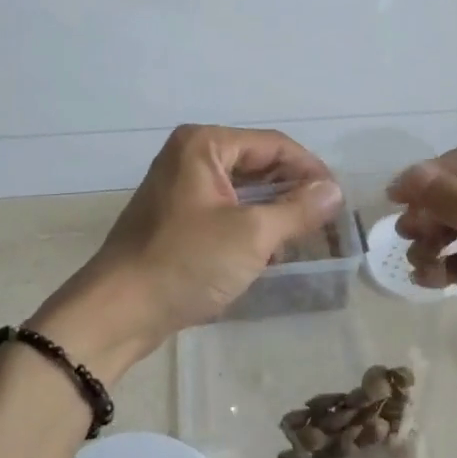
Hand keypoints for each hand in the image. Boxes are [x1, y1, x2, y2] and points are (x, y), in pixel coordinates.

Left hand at [31, 125, 342, 379]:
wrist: (118, 312)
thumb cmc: (186, 263)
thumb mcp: (252, 235)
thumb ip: (298, 210)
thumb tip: (334, 191)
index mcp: (204, 145)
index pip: (274, 146)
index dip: (310, 170)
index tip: (338, 199)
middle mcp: (190, 157)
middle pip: (258, 165)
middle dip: (293, 192)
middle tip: (327, 220)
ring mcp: (181, 189)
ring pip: (244, 191)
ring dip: (275, 211)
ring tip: (307, 237)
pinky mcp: (177, 220)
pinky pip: (226, 211)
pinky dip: (252, 226)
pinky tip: (272, 251)